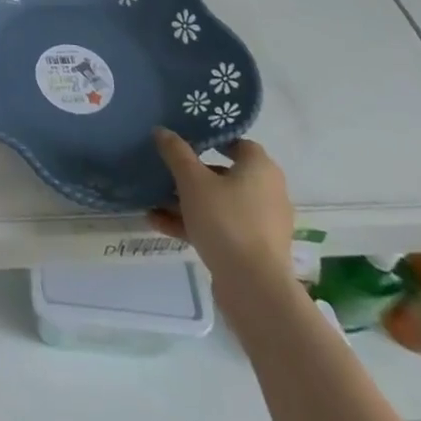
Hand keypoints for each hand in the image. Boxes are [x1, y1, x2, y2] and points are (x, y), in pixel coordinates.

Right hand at [149, 130, 294, 290]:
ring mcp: (261, 225)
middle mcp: (267, 193)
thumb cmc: (226, 221)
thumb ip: (176, 153)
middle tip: (165, 170)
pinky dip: (194, 224)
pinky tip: (158, 223)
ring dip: (187, 202)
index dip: (212, 139)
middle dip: (191, 174)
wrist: (254, 289)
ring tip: (153, 200)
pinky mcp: (253, 251)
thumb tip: (162, 131)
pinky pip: (220, 228)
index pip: (238, 144)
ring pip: (219, 204)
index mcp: (261, 169)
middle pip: (224, 175)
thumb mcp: (192, 180)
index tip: (185, 140)